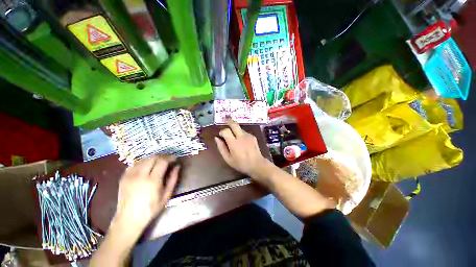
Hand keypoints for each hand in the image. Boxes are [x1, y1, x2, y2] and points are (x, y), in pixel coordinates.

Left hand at [113, 155, 179, 229]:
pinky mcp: (123, 177)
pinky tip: (147, 167)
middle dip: (162, 156)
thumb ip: (173, 179)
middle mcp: (140, 175)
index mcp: (152, 181)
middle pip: (153, 158)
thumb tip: (177, 166)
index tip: (175, 158)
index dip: (170, 157)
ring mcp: (130, 176)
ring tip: (158, 163)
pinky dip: (143, 163)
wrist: (128, 219)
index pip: (162, 161)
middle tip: (168, 159)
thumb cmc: (151, 209)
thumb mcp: (166, 195)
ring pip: (144, 159)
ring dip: (153, 159)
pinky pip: (135, 164)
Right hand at [215, 119, 270, 181]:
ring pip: (239, 128)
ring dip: (235, 130)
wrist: (257, 164)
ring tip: (234, 137)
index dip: (222, 131)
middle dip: (229, 121)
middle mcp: (241, 137)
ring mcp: (248, 135)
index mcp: (234, 143)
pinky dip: (241, 134)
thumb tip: (216, 138)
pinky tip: (242, 141)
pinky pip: (244, 132)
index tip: (221, 135)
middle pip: (234, 124)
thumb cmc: (241, 164)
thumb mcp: (228, 159)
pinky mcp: (253, 136)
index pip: (226, 131)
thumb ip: (221, 148)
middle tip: (225, 120)